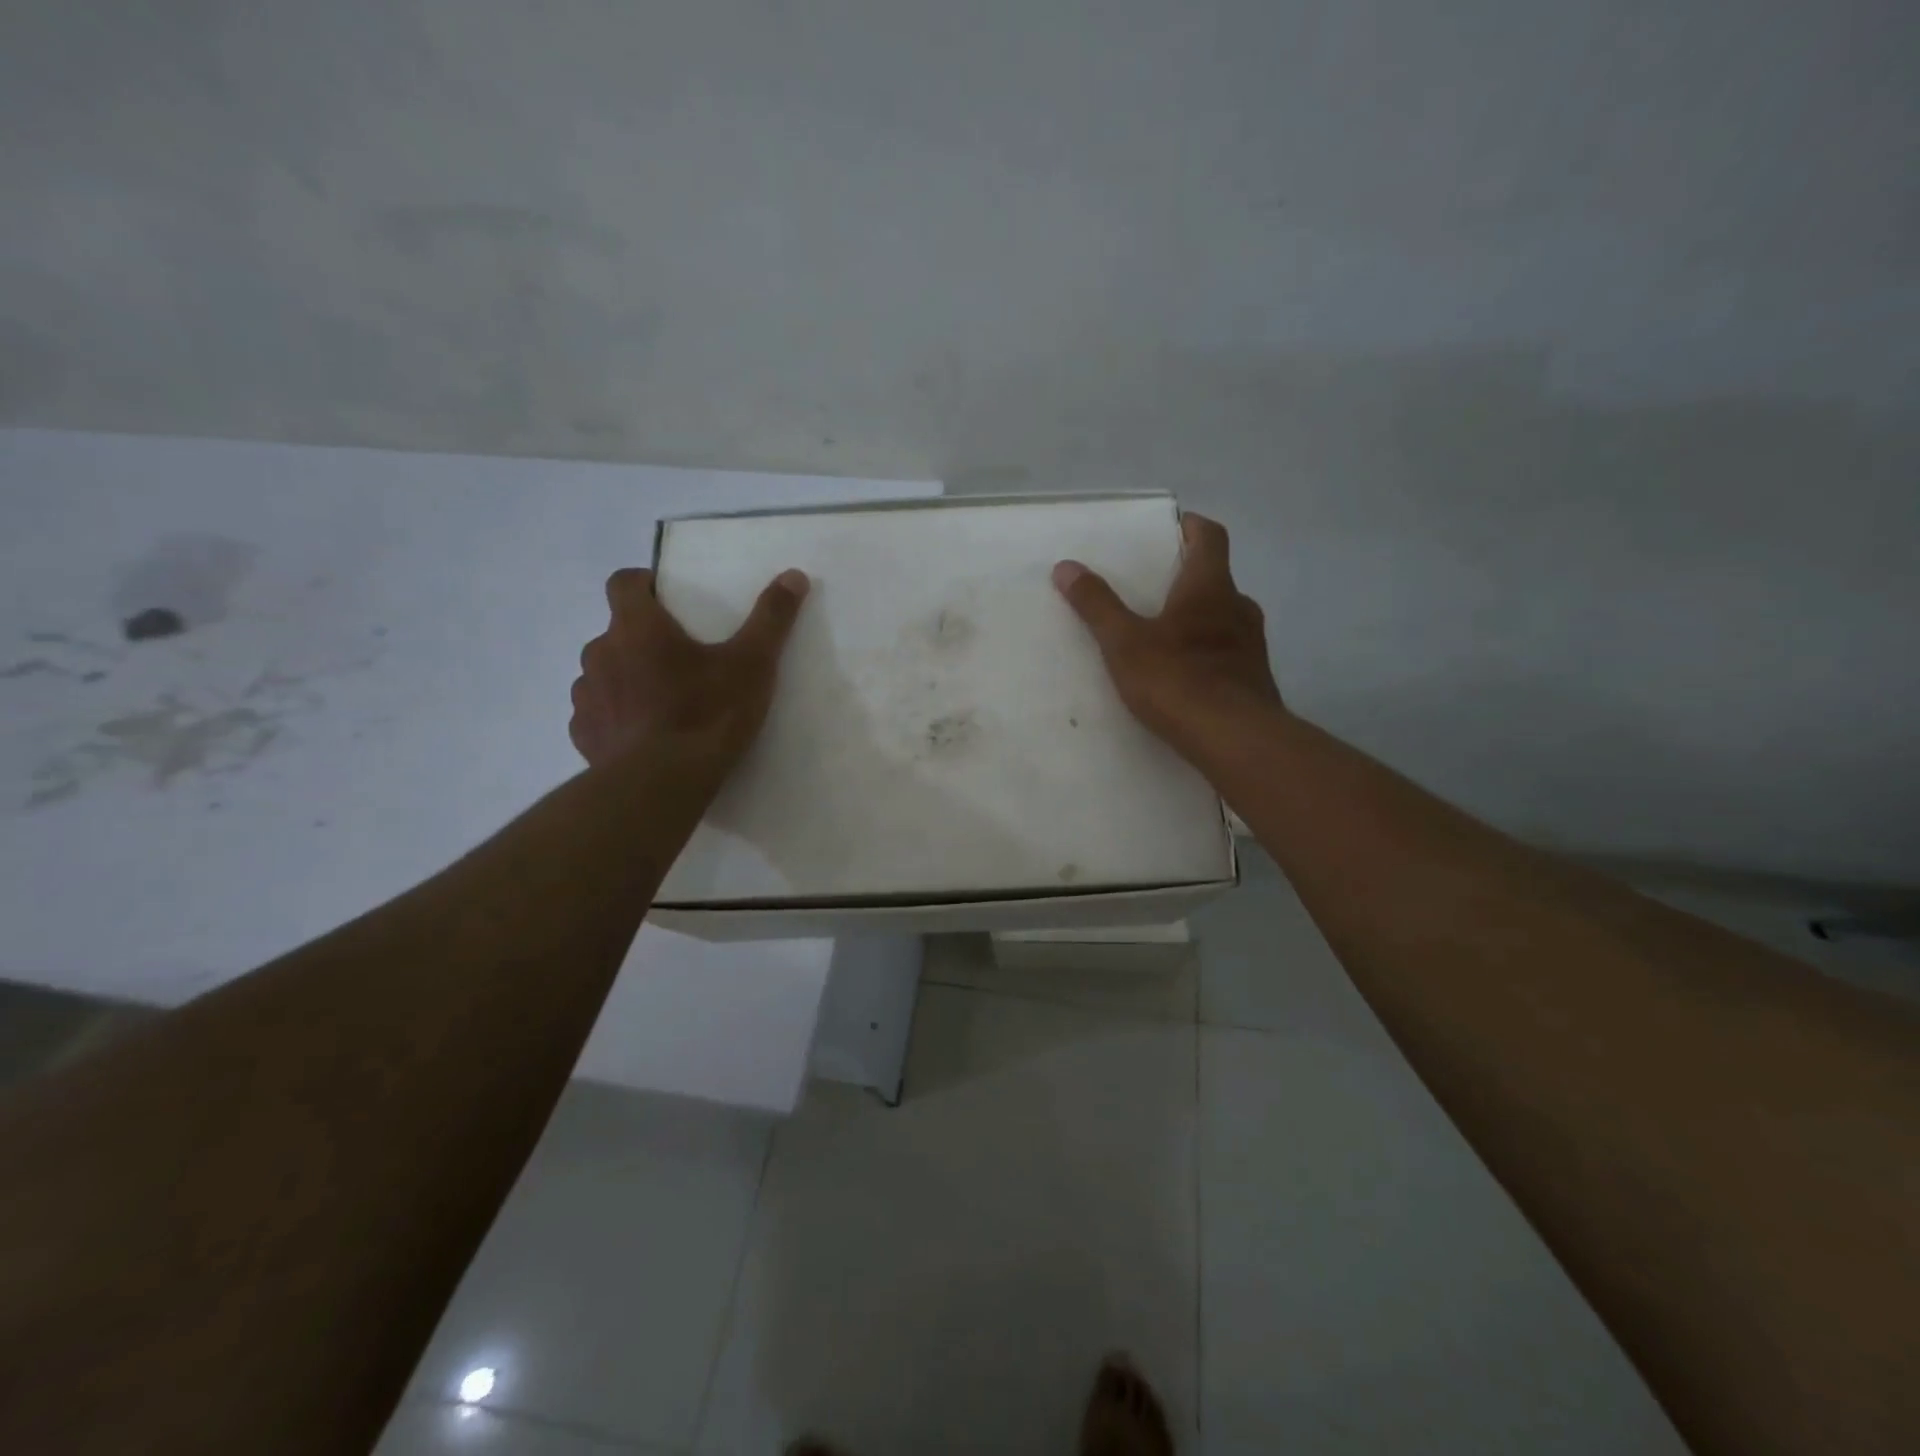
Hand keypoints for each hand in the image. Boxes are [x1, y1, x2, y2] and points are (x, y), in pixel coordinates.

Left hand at [570, 566, 809, 770]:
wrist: (661, 784)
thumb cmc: (707, 714)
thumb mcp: (752, 664)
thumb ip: (771, 618)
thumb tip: (793, 575)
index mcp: (637, 627)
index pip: (623, 582)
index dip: (643, 585)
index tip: (668, 600)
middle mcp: (601, 652)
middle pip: (617, 631)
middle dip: (643, 639)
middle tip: (682, 662)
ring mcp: (587, 695)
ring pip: (605, 672)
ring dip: (627, 678)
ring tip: (663, 702)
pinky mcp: (583, 734)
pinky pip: (598, 714)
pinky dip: (617, 717)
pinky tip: (644, 736)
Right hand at [1053, 513, 1282, 756]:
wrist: (1234, 739)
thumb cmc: (1177, 680)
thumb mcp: (1124, 643)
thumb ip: (1097, 605)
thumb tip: (1066, 566)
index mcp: (1209, 588)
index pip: (1210, 537)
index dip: (1192, 527)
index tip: (1173, 528)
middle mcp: (1238, 607)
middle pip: (1217, 578)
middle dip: (1189, 578)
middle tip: (1156, 587)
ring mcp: (1253, 644)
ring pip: (1225, 617)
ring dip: (1200, 617)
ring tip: (1166, 634)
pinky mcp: (1255, 678)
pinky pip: (1229, 652)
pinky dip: (1208, 652)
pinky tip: (1186, 674)